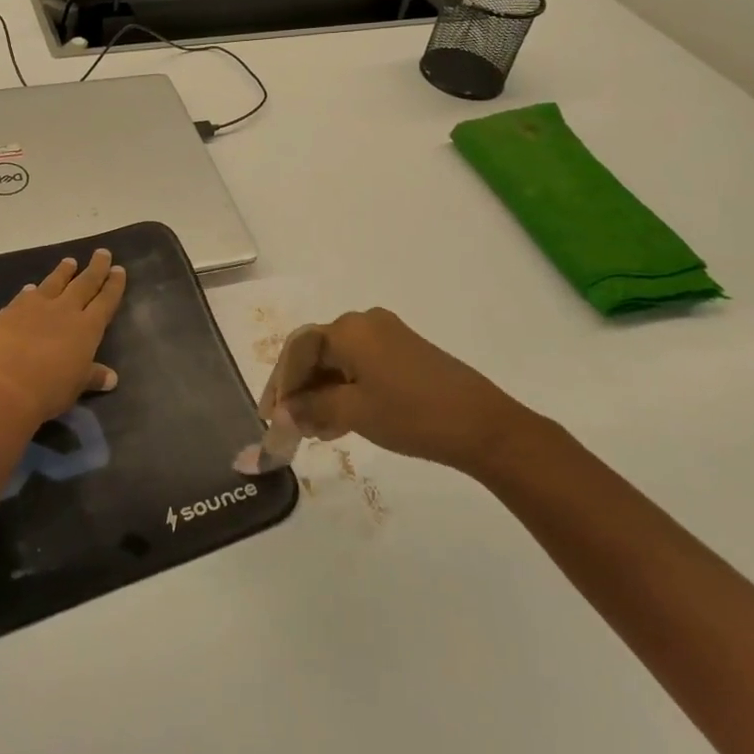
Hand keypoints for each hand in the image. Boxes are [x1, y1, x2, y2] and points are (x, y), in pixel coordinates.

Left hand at [0, 249, 126, 426]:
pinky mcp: (11, 311)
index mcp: (87, 327)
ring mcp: (36, 307)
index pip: (105, 300)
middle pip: (84, 283)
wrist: (5, 388)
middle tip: (102, 252)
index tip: (119, 269)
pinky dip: (30, 291)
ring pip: (54, 282)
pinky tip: (30, 288)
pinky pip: (24, 296)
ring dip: (63, 271)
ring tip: (69, 261)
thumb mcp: (77, 385)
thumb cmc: (50, 390)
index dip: (114, 285)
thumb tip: (112, 378)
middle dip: (95, 268)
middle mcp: (65, 310)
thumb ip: (93, 375)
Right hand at [259, 308, 523, 471]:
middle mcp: (364, 322)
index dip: (280, 385)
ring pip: (338, 361)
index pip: (298, 351)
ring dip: (322, 393)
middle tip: (290, 426)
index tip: (270, 418)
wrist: (483, 425)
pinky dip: (345, 389)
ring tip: (316, 431)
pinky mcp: (404, 351)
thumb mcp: (355, 413)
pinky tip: (341, 420)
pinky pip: (360, 365)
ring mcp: (387, 335)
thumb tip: (282, 414)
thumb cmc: (412, 414)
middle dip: (300, 390)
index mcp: (348, 329)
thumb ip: (312, 409)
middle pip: (316, 353)